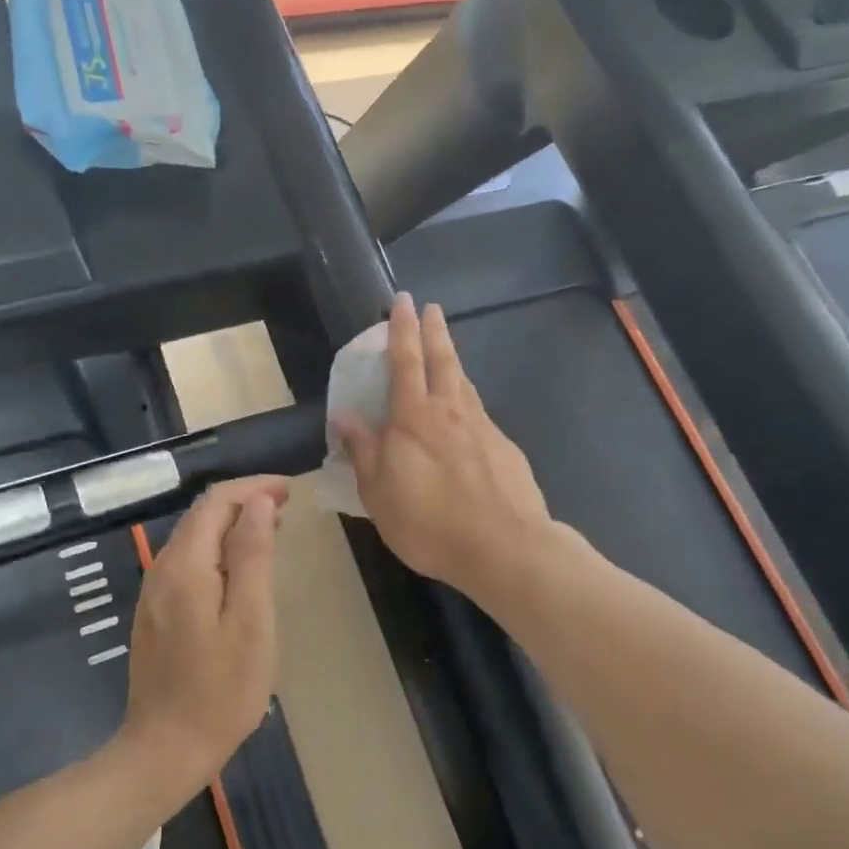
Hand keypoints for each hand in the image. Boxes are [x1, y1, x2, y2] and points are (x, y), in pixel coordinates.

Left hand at [120, 476, 287, 788]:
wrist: (165, 749)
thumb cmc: (221, 691)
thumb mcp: (250, 622)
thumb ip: (252, 556)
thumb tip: (258, 502)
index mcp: (185, 566)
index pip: (216, 501)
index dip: (253, 487)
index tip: (290, 490)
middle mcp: (162, 569)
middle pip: (201, 514)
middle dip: (243, 501)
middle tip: (287, 508)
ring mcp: (153, 592)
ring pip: (193, 536)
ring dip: (231, 524)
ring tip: (271, 531)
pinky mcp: (155, 611)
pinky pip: (187, 561)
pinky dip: (217, 549)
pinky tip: (239, 567)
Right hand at [333, 292, 552, 603]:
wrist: (504, 547)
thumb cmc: (429, 524)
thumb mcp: (379, 495)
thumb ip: (364, 452)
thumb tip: (344, 416)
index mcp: (413, 419)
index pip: (405, 361)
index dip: (402, 329)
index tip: (403, 301)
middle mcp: (449, 412)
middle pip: (442, 360)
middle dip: (434, 330)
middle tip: (431, 307)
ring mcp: (482, 427)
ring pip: (464, 383)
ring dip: (453, 360)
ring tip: (447, 351)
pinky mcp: (504, 448)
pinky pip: (479, 413)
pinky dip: (468, 401)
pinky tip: (467, 414)